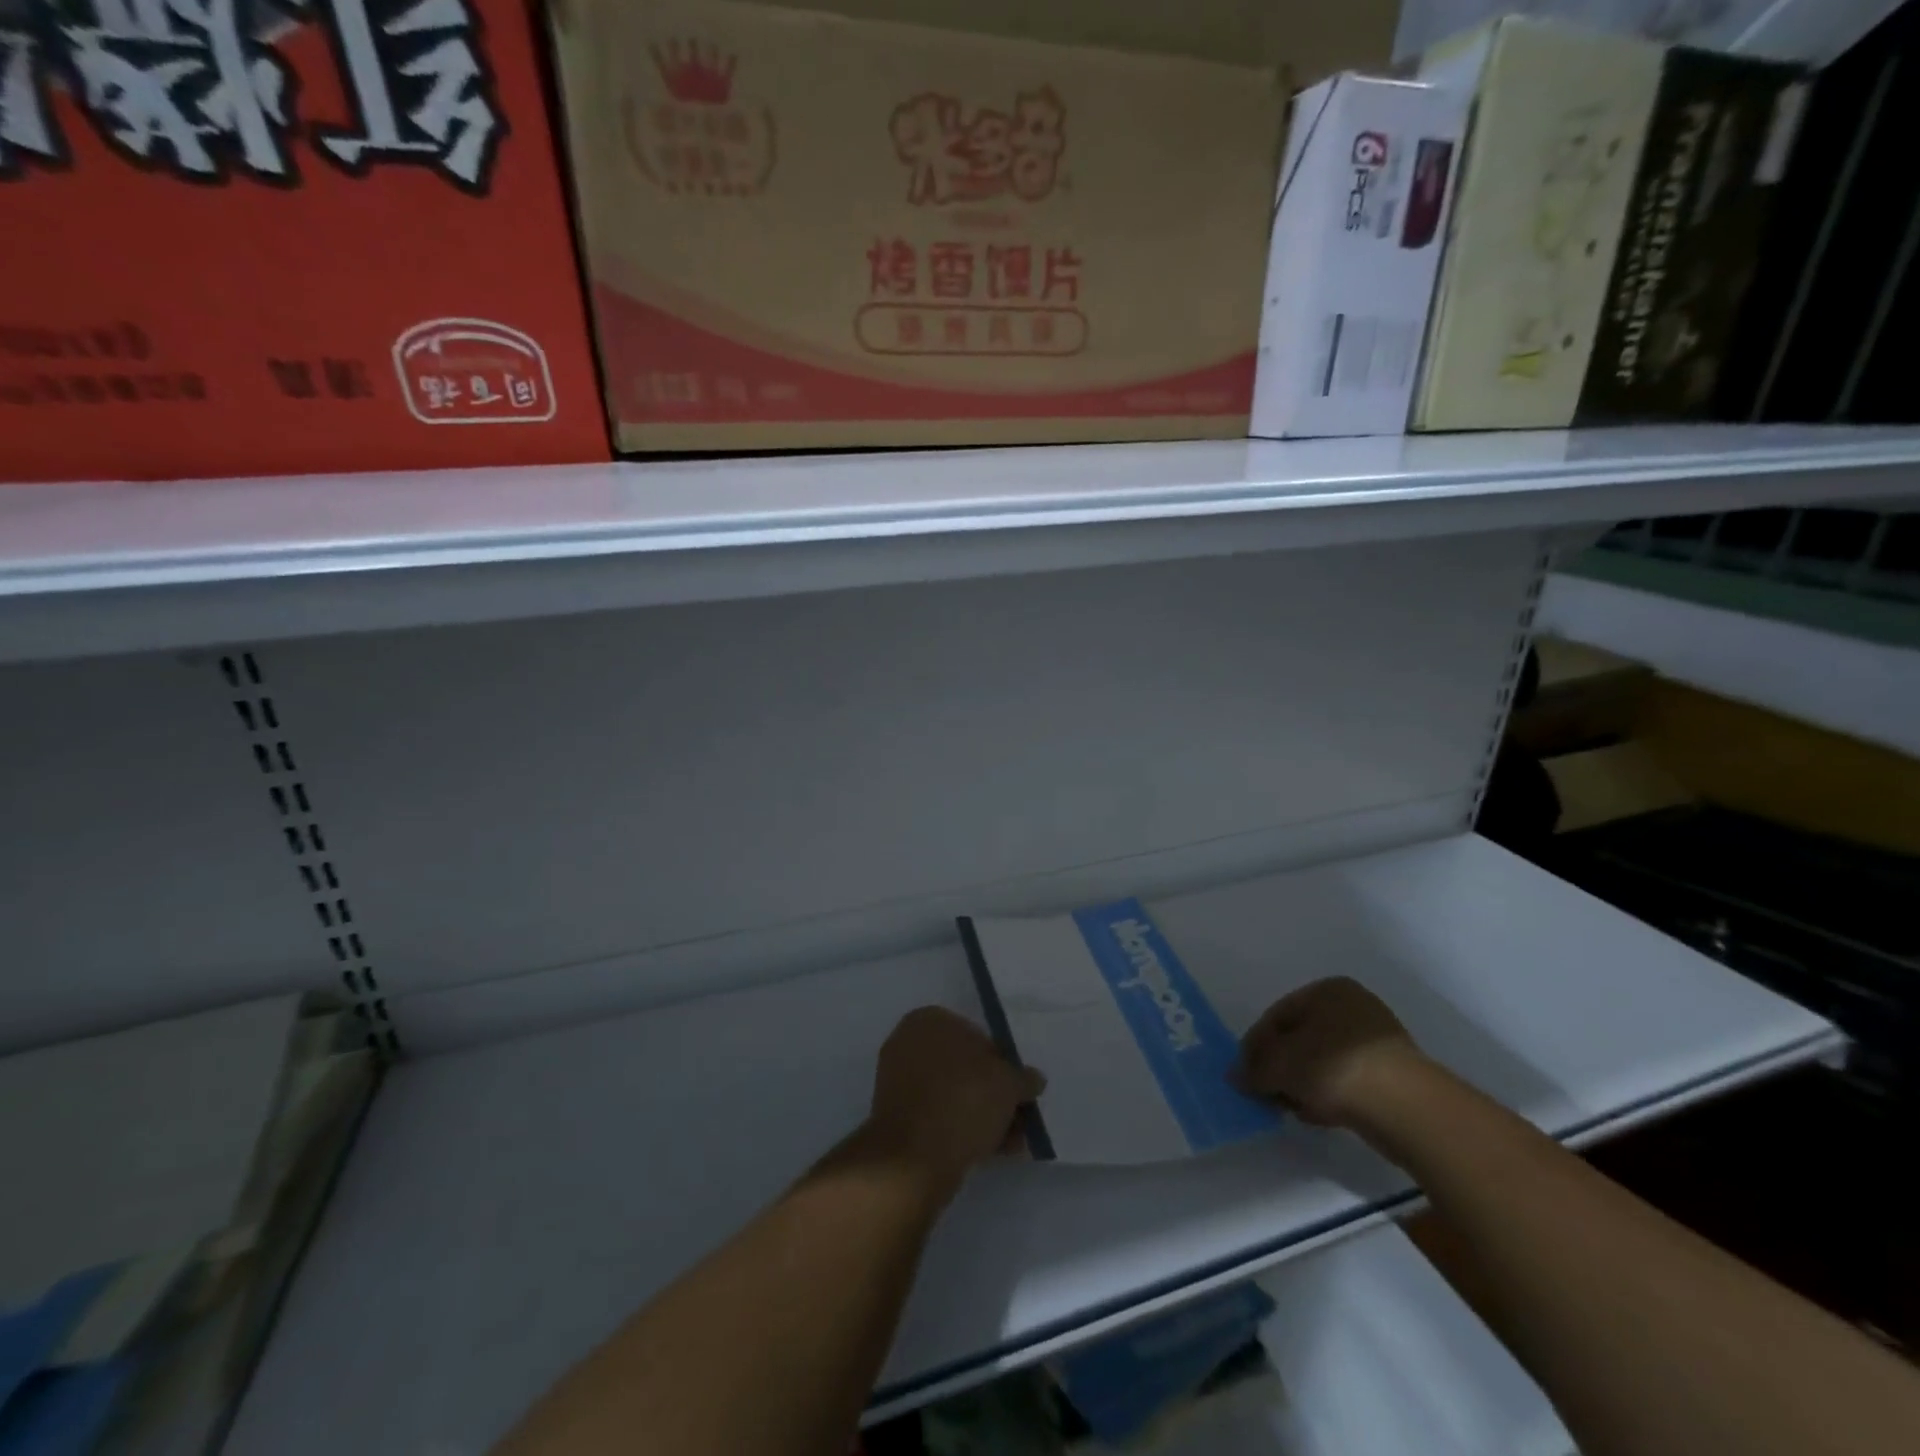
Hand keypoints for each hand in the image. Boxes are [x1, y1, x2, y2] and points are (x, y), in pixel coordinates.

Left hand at [864, 1007, 1044, 1193]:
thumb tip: (1034, 1079)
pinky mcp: (897, 1120)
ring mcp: (899, 1083)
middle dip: (995, 1093)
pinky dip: (964, 1130)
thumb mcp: (1008, 1084)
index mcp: (929, 1021)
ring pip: (954, 1095)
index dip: (1004, 1062)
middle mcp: (909, 1044)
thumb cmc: (962, 1101)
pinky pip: (940, 1117)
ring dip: (984, 1115)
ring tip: (1013, 1141)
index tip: (1019, 1088)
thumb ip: (1023, 1078)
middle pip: (965, 1068)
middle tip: (1020, 1116)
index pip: (978, 1035)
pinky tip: (993, 1151)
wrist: (912, 1160)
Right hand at [1234, 977, 1425, 1127]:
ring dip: (1303, 1083)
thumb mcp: (1280, 1065)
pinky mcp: (1394, 1075)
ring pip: (1323, 1061)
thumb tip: (1235, 1076)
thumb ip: (1253, 1069)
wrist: (1407, 1109)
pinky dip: (1329, 1094)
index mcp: (1328, 989)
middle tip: (1266, 1093)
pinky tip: (1319, 1114)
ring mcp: (1379, 1041)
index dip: (1256, 1045)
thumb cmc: (1334, 1067)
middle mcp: (1355, 1007)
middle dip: (1281, 1066)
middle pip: (1301, 1038)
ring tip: (1291, 1108)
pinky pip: (1348, 1080)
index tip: (1245, 1074)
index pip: (1277, 1015)